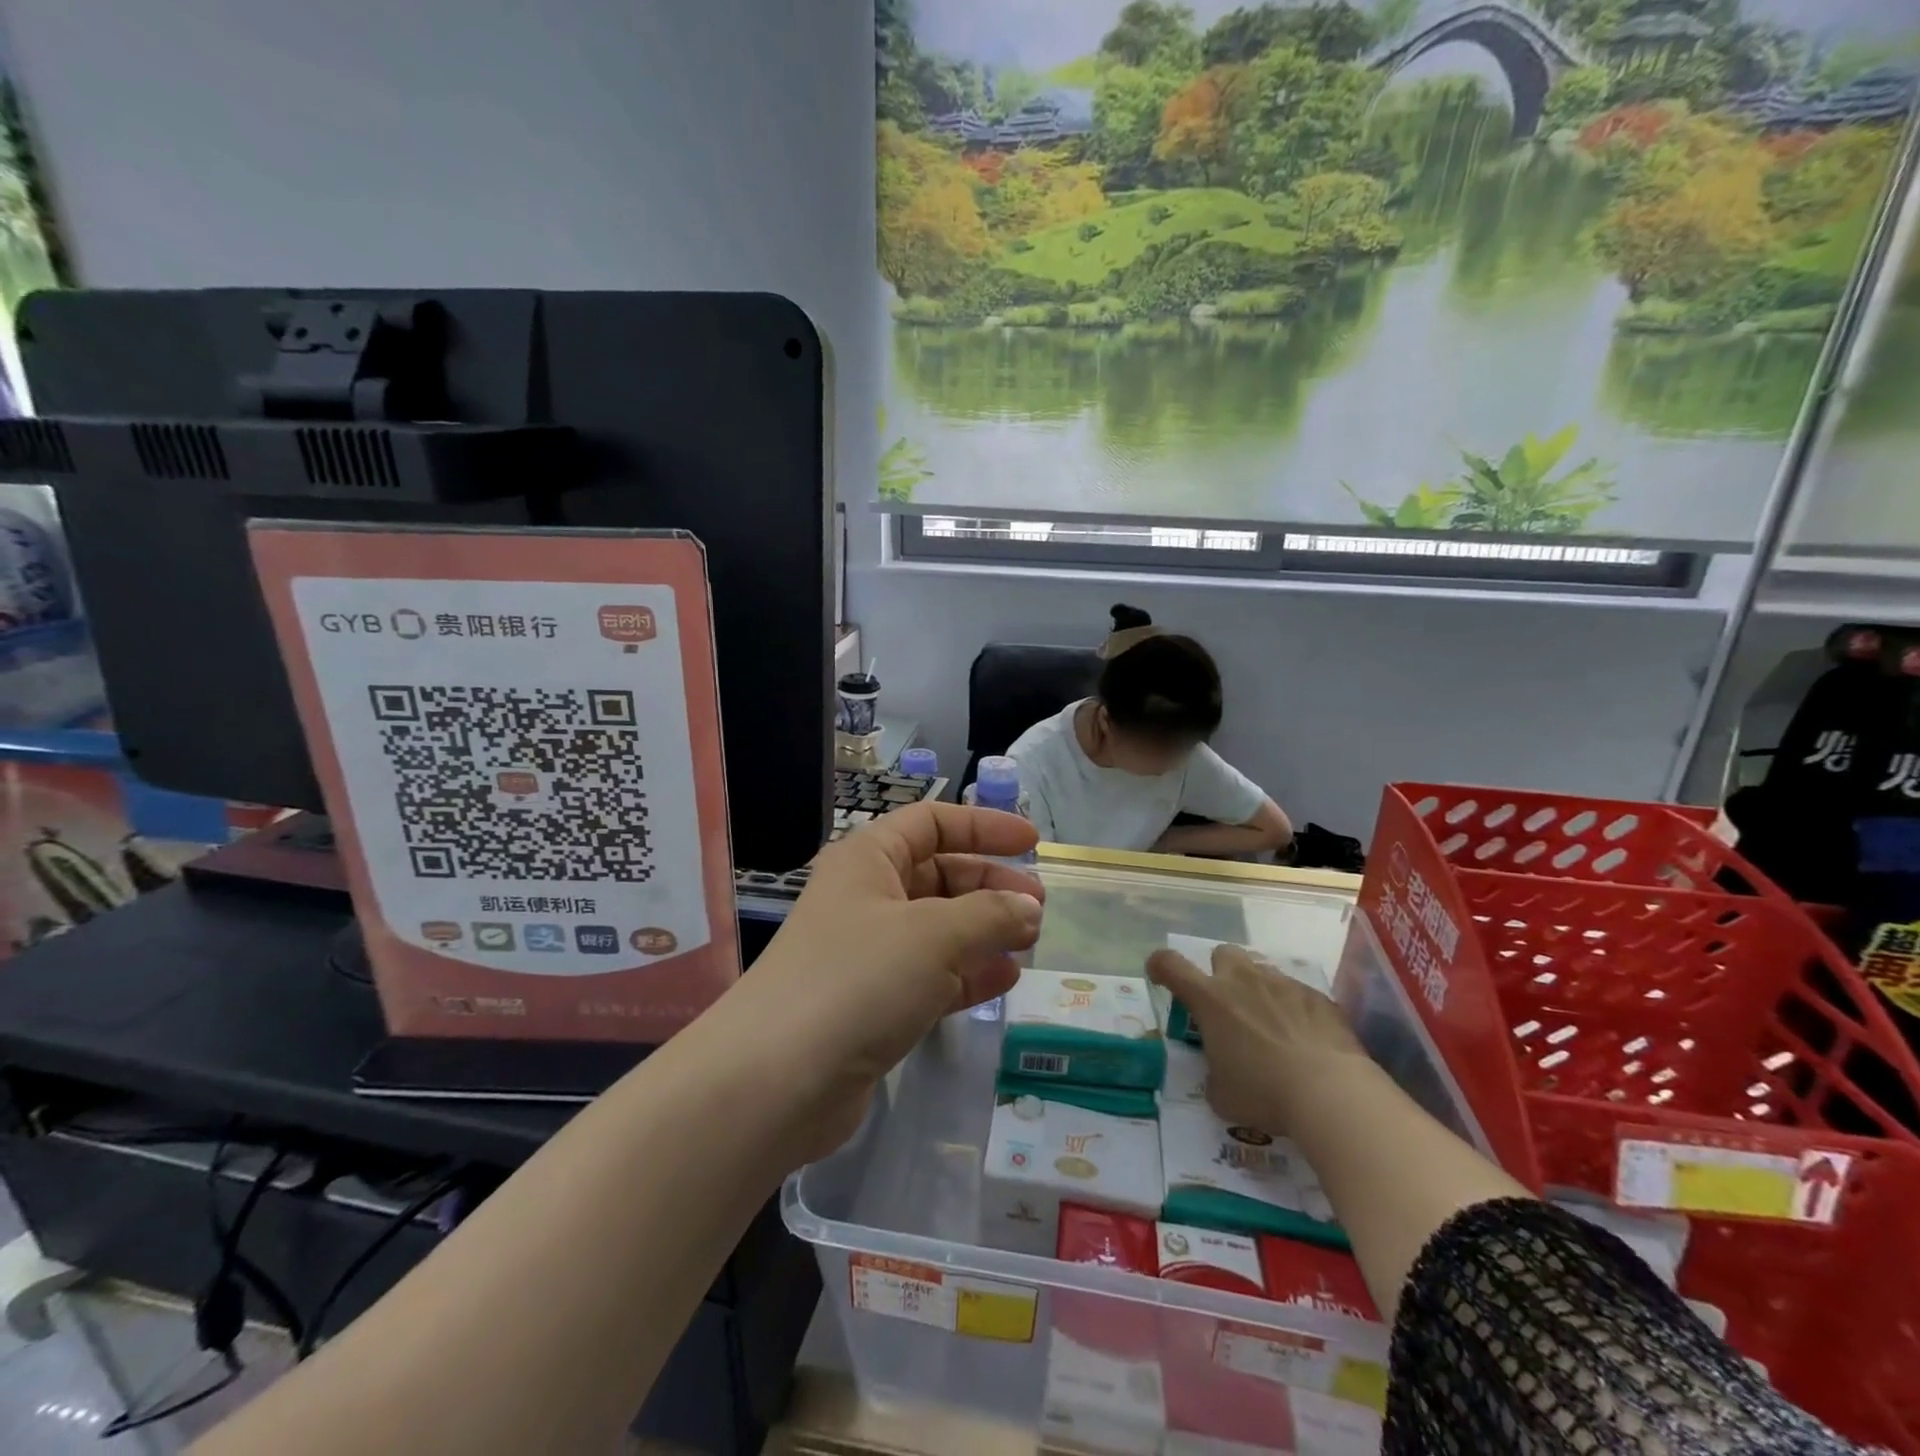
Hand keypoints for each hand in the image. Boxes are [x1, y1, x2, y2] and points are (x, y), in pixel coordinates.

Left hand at [716, 802, 1044, 1161]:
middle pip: (939, 874)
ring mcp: (867, 953)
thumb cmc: (857, 980)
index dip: (983, 826)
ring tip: (1030, 943)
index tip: (1031, 842)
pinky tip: (1004, 980)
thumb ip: (990, 915)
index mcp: (869, 859)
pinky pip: (931, 975)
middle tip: (1038, 908)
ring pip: (938, 928)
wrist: (776, 1081)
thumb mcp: (934, 935)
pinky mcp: (872, 1004)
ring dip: (984, 931)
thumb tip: (1030, 908)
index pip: (933, 823)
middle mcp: (866, 897)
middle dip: (990, 885)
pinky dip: (967, 973)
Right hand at [1146, 942, 1367, 1136]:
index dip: (1160, 966)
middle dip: (1221, 973)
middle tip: (1228, 1006)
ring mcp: (1283, 984)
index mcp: (1209, 999)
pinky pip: (1296, 992)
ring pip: (1261, 971)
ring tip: (1269, 1026)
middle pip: (1222, 954)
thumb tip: (1221, 1074)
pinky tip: (1304, 1040)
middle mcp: (1243, 980)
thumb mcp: (1222, 1095)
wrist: (1332, 1093)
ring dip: (1258, 991)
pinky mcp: (1317, 996)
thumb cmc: (1264, 1093)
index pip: (1170, 964)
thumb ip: (1213, 1074)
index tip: (1160, 977)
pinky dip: (1293, 1009)